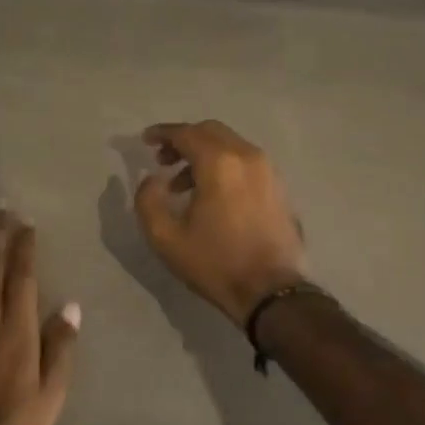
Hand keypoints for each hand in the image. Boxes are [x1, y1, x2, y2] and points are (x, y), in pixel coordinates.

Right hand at [134, 121, 309, 324]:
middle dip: (184, 140)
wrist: (271, 292)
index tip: (145, 141)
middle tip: (163, 160)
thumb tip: (153, 179)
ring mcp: (267, 170)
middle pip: (210, 132)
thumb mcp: (166, 237)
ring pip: (230, 145)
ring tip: (182, 184)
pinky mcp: (278, 187)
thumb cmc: (215, 263)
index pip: (186, 133)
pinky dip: (224, 165)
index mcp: (219, 163)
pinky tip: (211, 194)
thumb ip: (148, 200)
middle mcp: (247, 156)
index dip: (162, 133)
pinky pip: (245, 162)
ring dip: (204, 154)